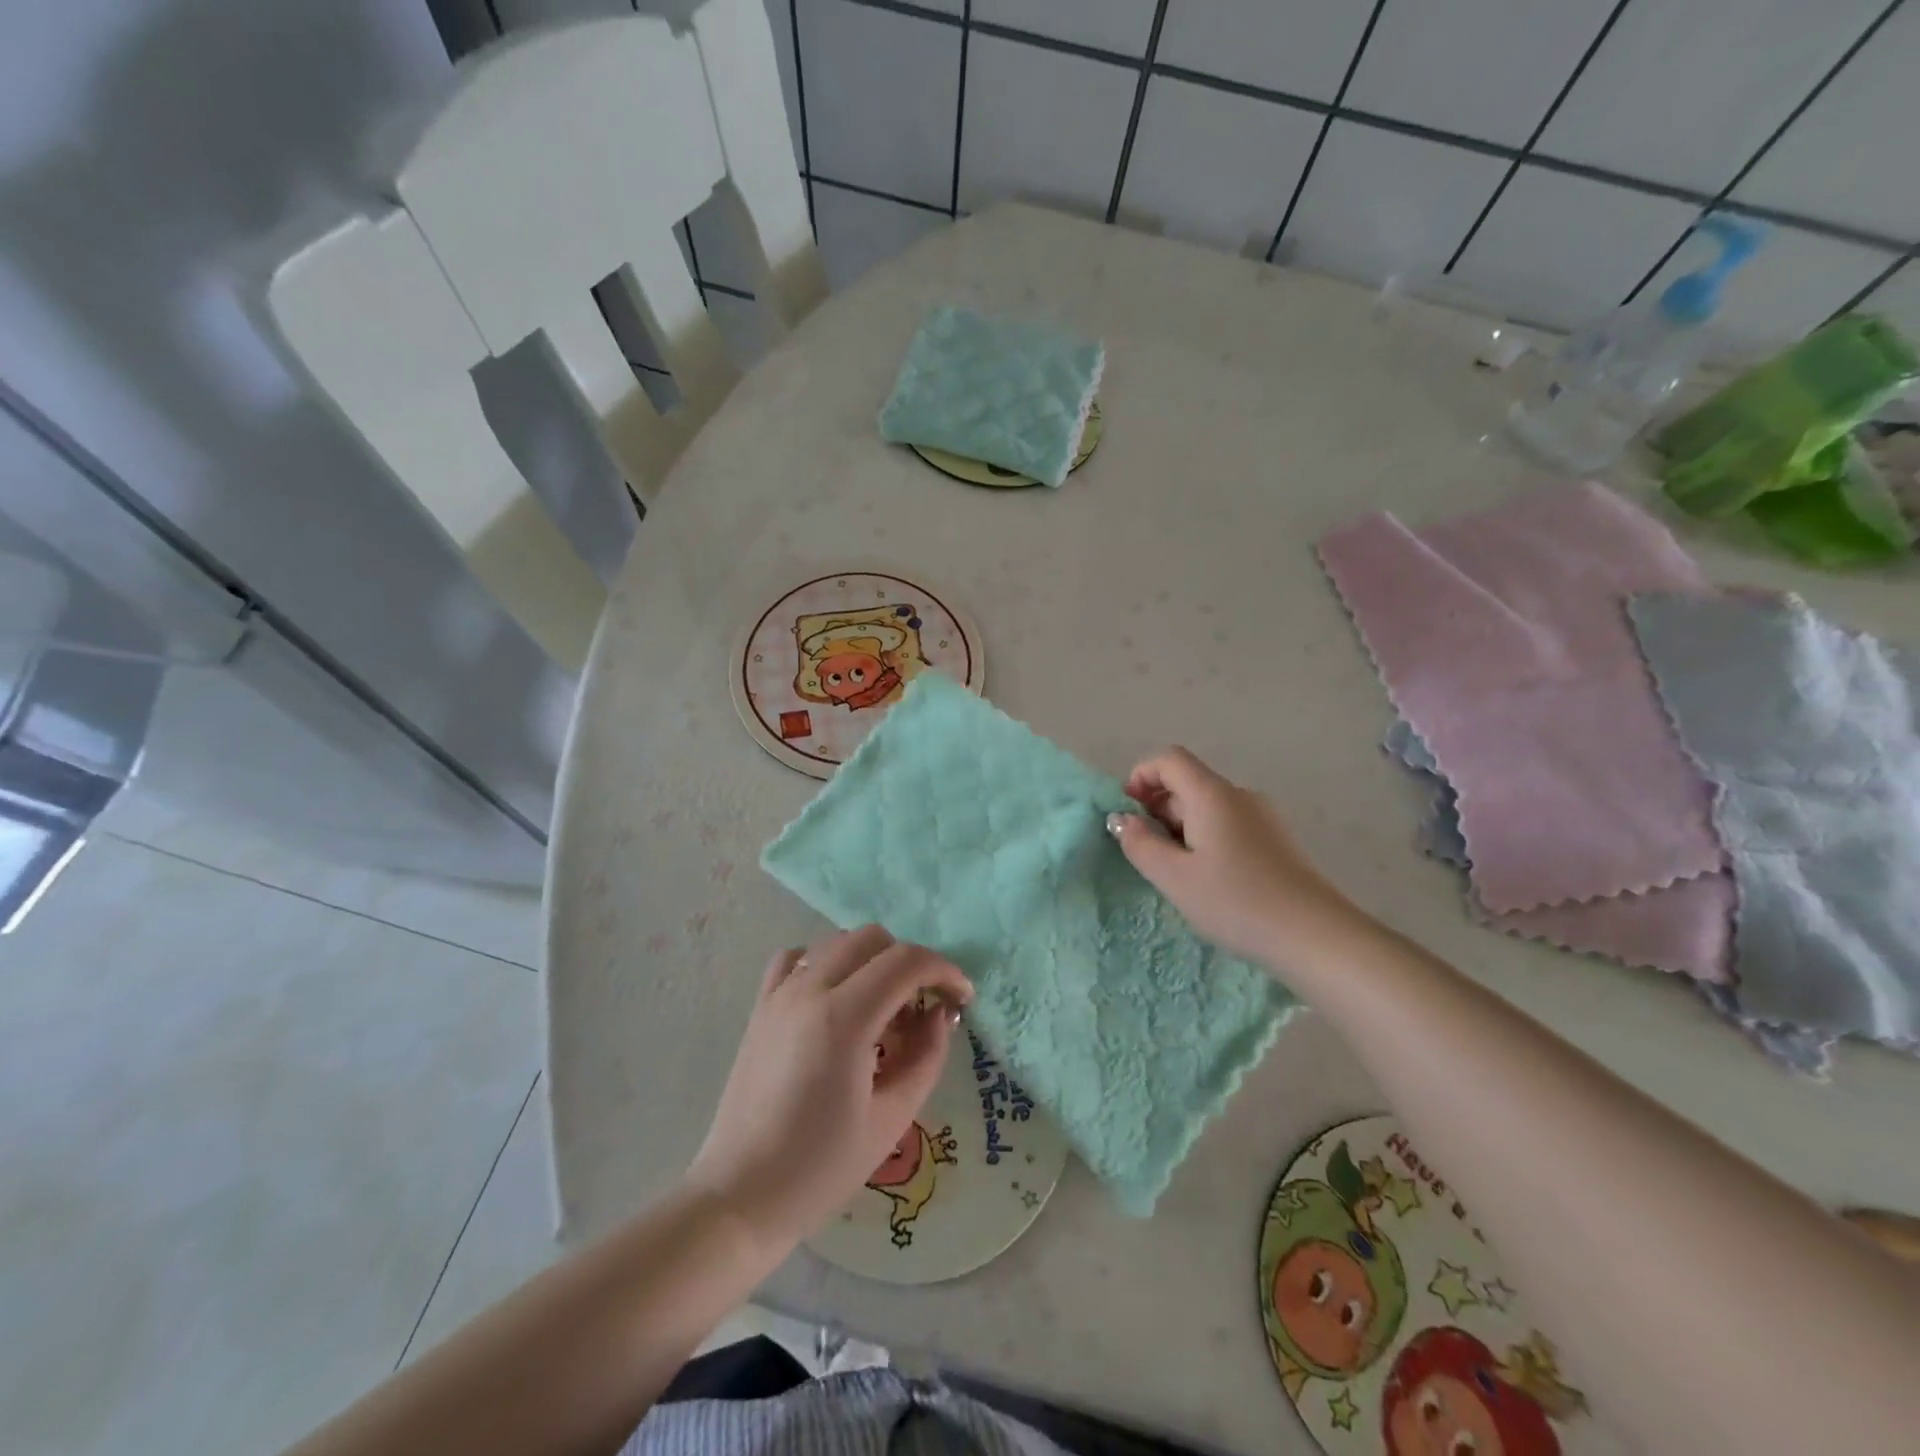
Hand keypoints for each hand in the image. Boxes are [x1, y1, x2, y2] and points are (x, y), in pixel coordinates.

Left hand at [685, 925, 972, 1250]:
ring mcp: (779, 995)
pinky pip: (797, 959)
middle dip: (910, 963)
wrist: (741, 1197)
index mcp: (844, 1017)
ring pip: (837, 942)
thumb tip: (940, 1014)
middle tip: (923, 1009)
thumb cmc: (822, 1167)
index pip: (906, 962)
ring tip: (881, 1012)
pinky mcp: (760, 1007)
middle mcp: (809, 990)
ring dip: (871, 962)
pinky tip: (835, 1000)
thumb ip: (927, 1056)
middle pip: (873, 939)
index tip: (963, 999)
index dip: (944, 971)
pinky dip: (825, 963)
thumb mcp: (892, 1117)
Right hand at [1108, 746, 1353, 962]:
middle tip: (1148, 852)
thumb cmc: (1236, 902)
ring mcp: (1263, 816)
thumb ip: (1140, 844)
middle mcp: (1239, 795)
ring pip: (1208, 806)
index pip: (1169, 759)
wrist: (1314, 935)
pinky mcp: (1277, 840)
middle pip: (1188, 782)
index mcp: (1212, 794)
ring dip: (1181, 827)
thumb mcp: (1175, 877)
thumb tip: (1121, 819)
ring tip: (1178, 872)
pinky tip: (1210, 879)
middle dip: (1158, 808)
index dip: (1141, 776)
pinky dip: (1206, 838)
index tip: (1128, 813)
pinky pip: (1229, 824)